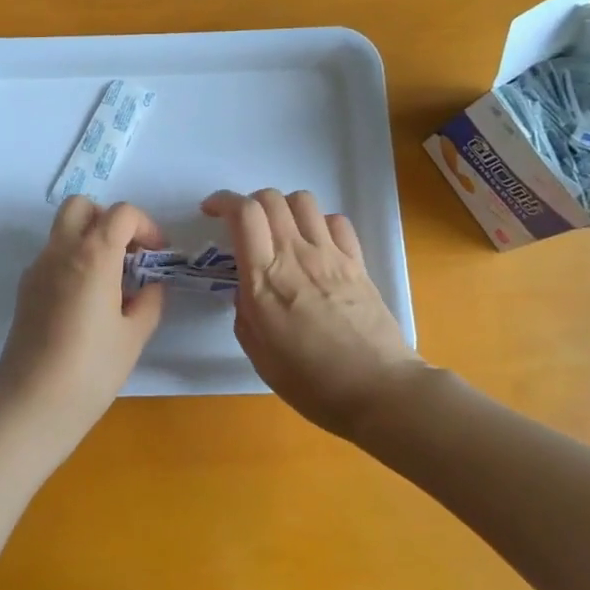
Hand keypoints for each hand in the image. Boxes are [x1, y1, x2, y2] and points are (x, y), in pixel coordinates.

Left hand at [0, 197, 165, 454]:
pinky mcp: (24, 289)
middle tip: (127, 253)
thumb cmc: (92, 370)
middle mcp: (60, 251)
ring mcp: (37, 269)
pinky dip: (72, 261)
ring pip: (62, 230)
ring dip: (89, 239)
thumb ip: (150, 301)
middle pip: (81, 206)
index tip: (157, 253)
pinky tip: (86, 302)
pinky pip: (51, 257)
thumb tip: (151, 285)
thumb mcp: (134, 335)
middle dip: (108, 219)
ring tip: (110, 281)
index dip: (146, 226)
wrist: (32, 405)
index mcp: (92, 255)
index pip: (121, 213)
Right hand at [203, 188, 426, 439]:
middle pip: (271, 198)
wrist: (378, 390)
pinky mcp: (357, 262)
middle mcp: (296, 255)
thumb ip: (245, 313)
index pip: (244, 213)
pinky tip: (315, 244)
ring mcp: (330, 255)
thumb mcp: (259, 353)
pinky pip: (336, 221)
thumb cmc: (311, 382)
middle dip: (249, 201)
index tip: (211, 211)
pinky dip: (319, 223)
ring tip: (280, 230)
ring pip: (303, 201)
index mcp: (265, 278)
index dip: (223, 201)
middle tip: (243, 225)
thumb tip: (248, 290)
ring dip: (284, 208)